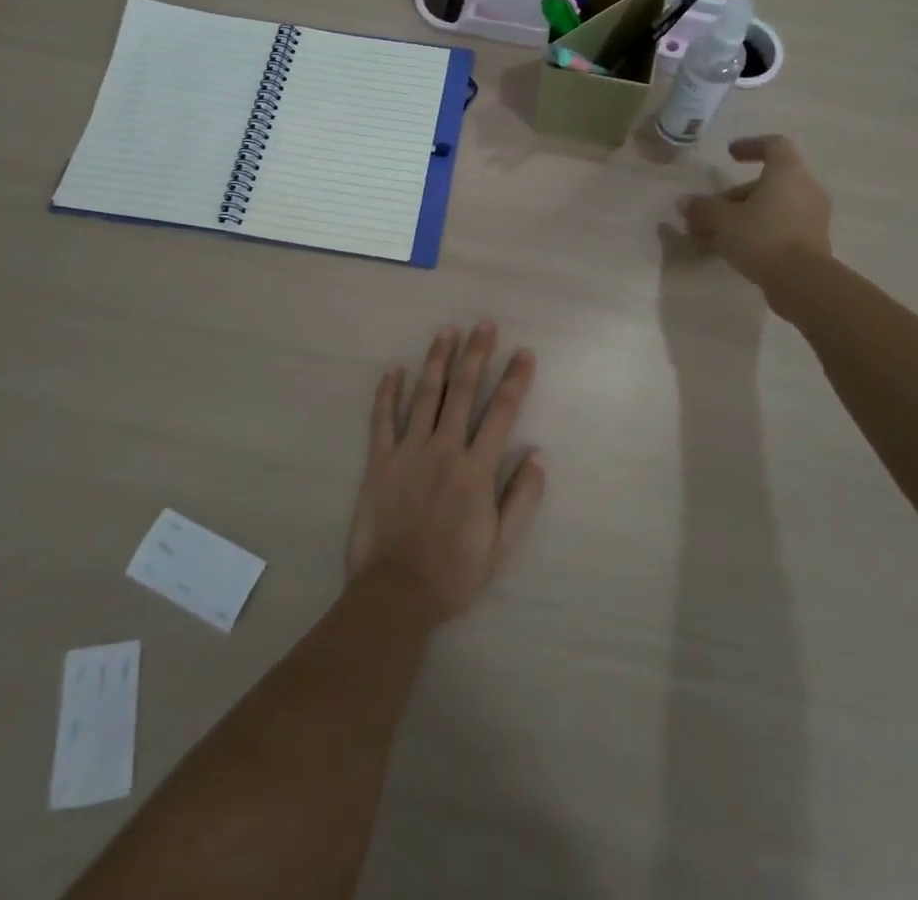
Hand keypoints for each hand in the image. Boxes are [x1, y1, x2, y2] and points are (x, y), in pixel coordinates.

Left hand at [345, 322, 545, 626]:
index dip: (515, 380)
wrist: (395, 593)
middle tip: (484, 324)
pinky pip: (382, 420)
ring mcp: (408, 452)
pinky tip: (393, 369)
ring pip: (425, 396)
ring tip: (447, 331)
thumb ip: (522, 498)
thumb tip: (538, 454)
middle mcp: (443, 450)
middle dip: (476, 355)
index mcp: (475, 470)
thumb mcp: (501, 545)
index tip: (524, 353)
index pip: (501, 413)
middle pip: (463, 392)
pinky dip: (387, 393)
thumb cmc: (454, 573)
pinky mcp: (379, 461)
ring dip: (437, 361)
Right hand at [678, 134, 832, 283]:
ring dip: (742, 216)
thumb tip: (686, 202)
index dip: (751, 145)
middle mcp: (805, 189)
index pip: (774, 145)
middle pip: (767, 183)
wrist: (802, 282)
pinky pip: (780, 227)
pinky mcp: (812, 242)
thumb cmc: (762, 237)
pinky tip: (732, 249)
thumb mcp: (723, 220)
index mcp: (788, 173)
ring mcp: (812, 217)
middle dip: (734, 195)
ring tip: (713, 235)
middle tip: (708, 211)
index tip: (730, 154)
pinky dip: (757, 231)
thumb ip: (703, 208)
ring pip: (771, 208)